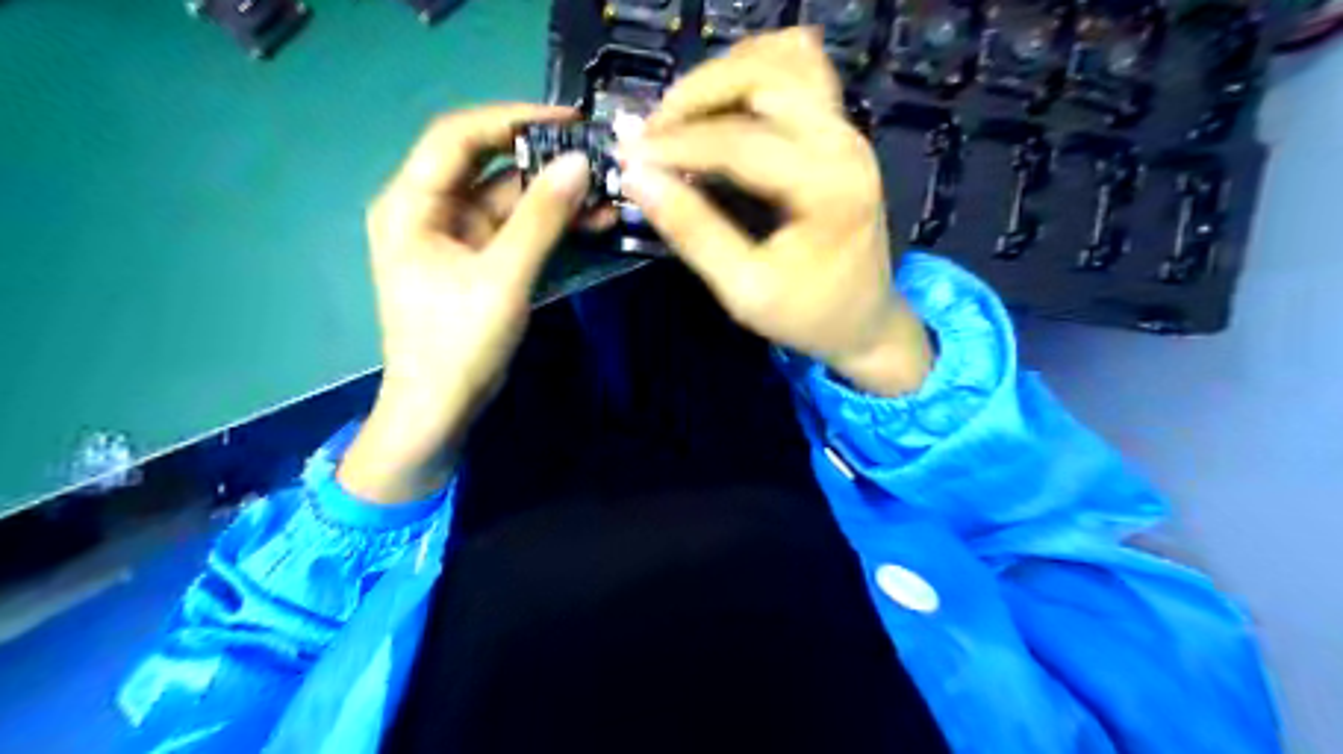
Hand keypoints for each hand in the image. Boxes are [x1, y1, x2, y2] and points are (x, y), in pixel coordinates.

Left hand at [339, 103, 588, 506]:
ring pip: (511, 200)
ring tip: (608, 192)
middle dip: (545, 162)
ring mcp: (458, 237)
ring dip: (556, 197)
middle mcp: (430, 211)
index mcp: (412, 204)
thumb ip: (541, 218)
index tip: (569, 120)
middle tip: (599, 157)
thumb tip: (579, 163)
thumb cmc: (457, 344)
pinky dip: (552, 226)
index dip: (512, 120)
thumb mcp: (502, 277)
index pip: (459, 137)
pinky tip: (594, 221)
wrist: (441, 409)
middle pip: (490, 167)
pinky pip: (519, 230)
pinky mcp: (481, 261)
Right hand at [620, 29, 931, 393]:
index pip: (740, 141)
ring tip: (678, 118)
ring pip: (780, 58)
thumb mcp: (744, 289)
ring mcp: (846, 128)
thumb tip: (637, 179)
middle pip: (762, 76)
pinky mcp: (839, 128)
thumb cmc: (807, 315)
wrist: (863, 320)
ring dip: (721, 76)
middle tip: (651, 134)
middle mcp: (843, 142)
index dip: (677, 144)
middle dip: (695, 96)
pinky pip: (797, 68)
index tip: (629, 156)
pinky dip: (752, 71)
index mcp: (827, 187)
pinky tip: (721, 103)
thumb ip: (693, 232)